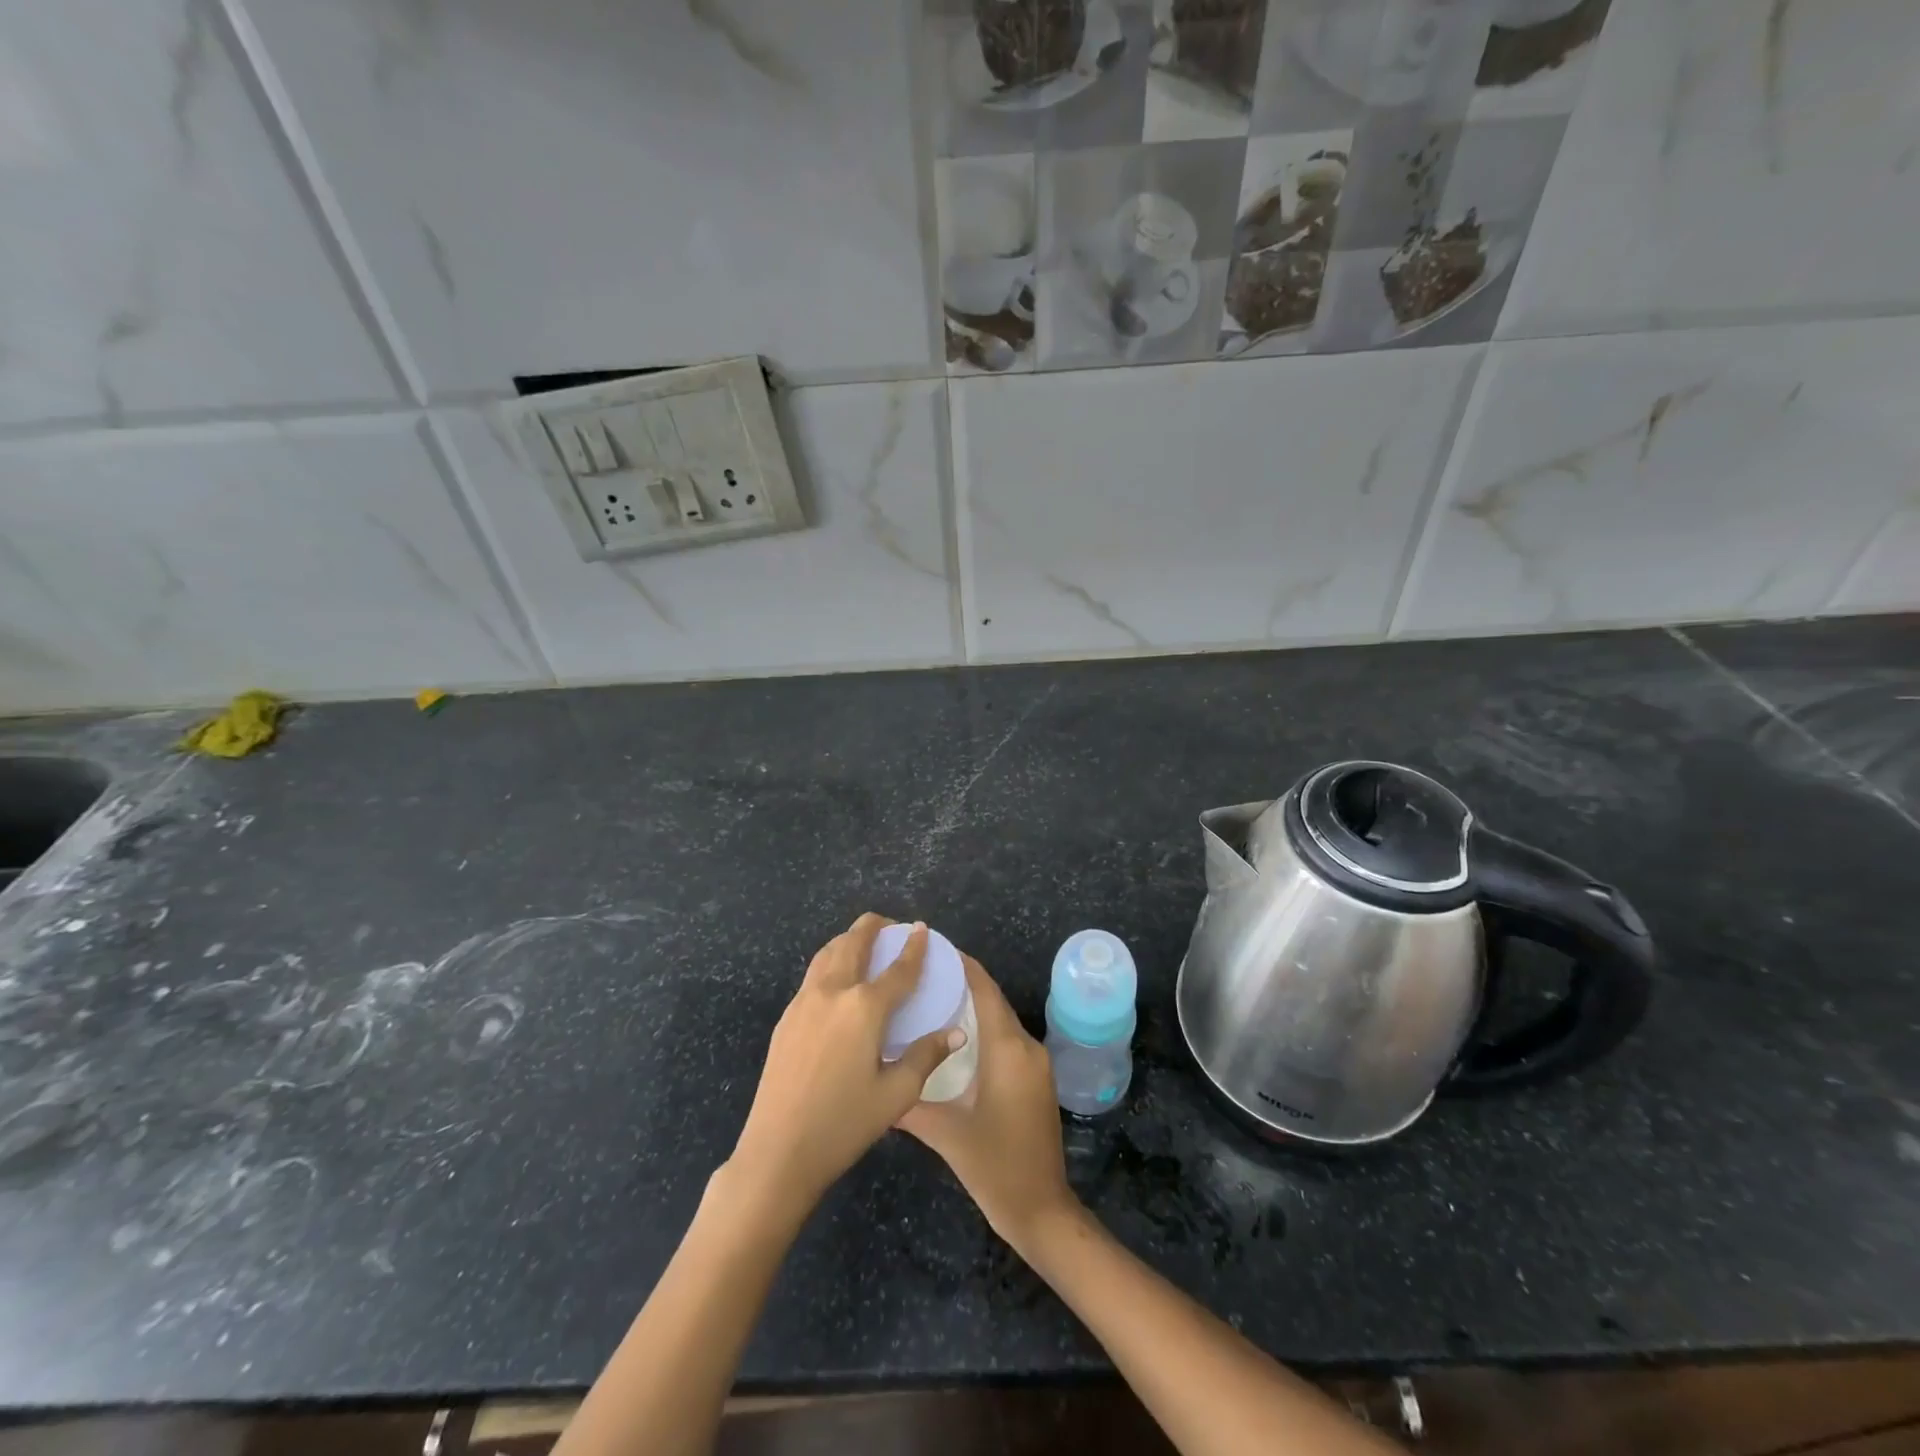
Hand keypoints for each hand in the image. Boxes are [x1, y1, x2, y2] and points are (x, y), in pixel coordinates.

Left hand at [729, 914, 966, 1217]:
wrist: (778, 1150)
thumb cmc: (844, 1124)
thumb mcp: (896, 1094)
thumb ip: (926, 1056)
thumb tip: (956, 1033)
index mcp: (864, 1008)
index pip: (897, 969)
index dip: (913, 948)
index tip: (922, 929)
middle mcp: (833, 992)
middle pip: (854, 943)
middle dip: (873, 927)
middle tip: (890, 926)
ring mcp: (804, 1002)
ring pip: (827, 953)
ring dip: (848, 939)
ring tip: (863, 941)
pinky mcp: (786, 1018)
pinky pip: (813, 974)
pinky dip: (830, 960)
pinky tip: (838, 979)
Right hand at [899, 955, 1081, 1255]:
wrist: (1042, 1210)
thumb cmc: (995, 1167)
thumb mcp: (946, 1134)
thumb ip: (910, 1102)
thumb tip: (876, 1080)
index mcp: (1008, 1049)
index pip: (985, 989)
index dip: (962, 964)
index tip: (933, 947)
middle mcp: (1026, 1047)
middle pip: (992, 1000)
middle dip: (961, 982)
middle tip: (921, 975)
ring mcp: (1035, 1063)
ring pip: (1000, 1020)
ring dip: (972, 1006)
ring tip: (931, 999)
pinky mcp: (1036, 1079)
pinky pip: (1007, 1039)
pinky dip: (983, 1029)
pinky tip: (954, 1037)